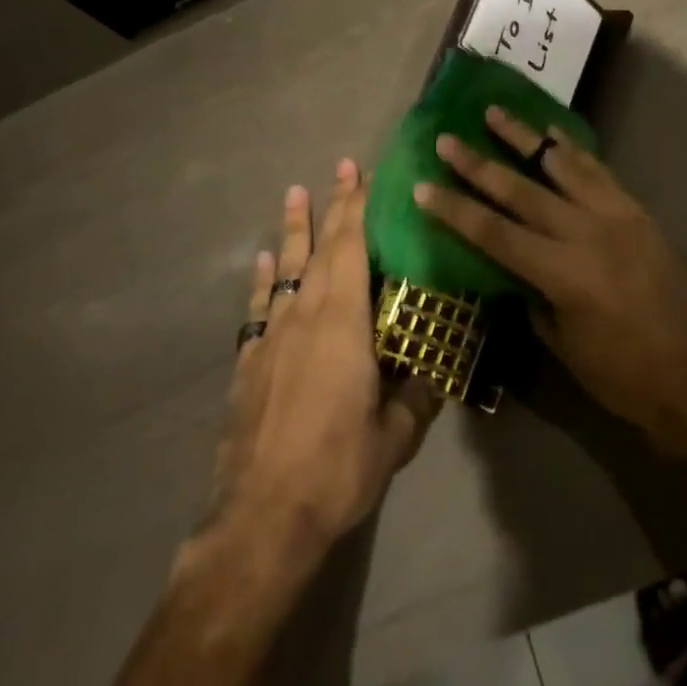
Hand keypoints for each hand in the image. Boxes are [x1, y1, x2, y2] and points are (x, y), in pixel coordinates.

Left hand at [207, 161, 440, 559]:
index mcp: (343, 323)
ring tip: (295, 193)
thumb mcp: (394, 436)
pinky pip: (260, 305)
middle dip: (333, 206)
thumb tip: (437, 370)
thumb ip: (417, 396)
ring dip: (294, 229)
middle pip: (320, 249)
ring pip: (286, 268)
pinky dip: (265, 278)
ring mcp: (272, 336)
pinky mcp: (250, 361)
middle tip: (340, 168)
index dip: (357, 208)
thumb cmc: (337, 469)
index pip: (351, 249)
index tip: (362, 173)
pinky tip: (266, 261)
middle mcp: (305, 316)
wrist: (262, 517)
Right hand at [414, 111, 686, 448]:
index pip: (493, 232)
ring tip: (495, 112)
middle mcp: (584, 233)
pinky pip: (599, 171)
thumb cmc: (621, 374)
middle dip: (478, 163)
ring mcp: (614, 216)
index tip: (424, 186)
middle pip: (520, 190)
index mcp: (560, 273)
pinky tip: (553, 133)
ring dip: (525, 137)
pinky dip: (572, 150)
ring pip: (561, 166)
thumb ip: (533, 297)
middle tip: (447, 138)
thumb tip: (514, 269)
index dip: (455, 209)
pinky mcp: (637, 212)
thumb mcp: (563, 345)